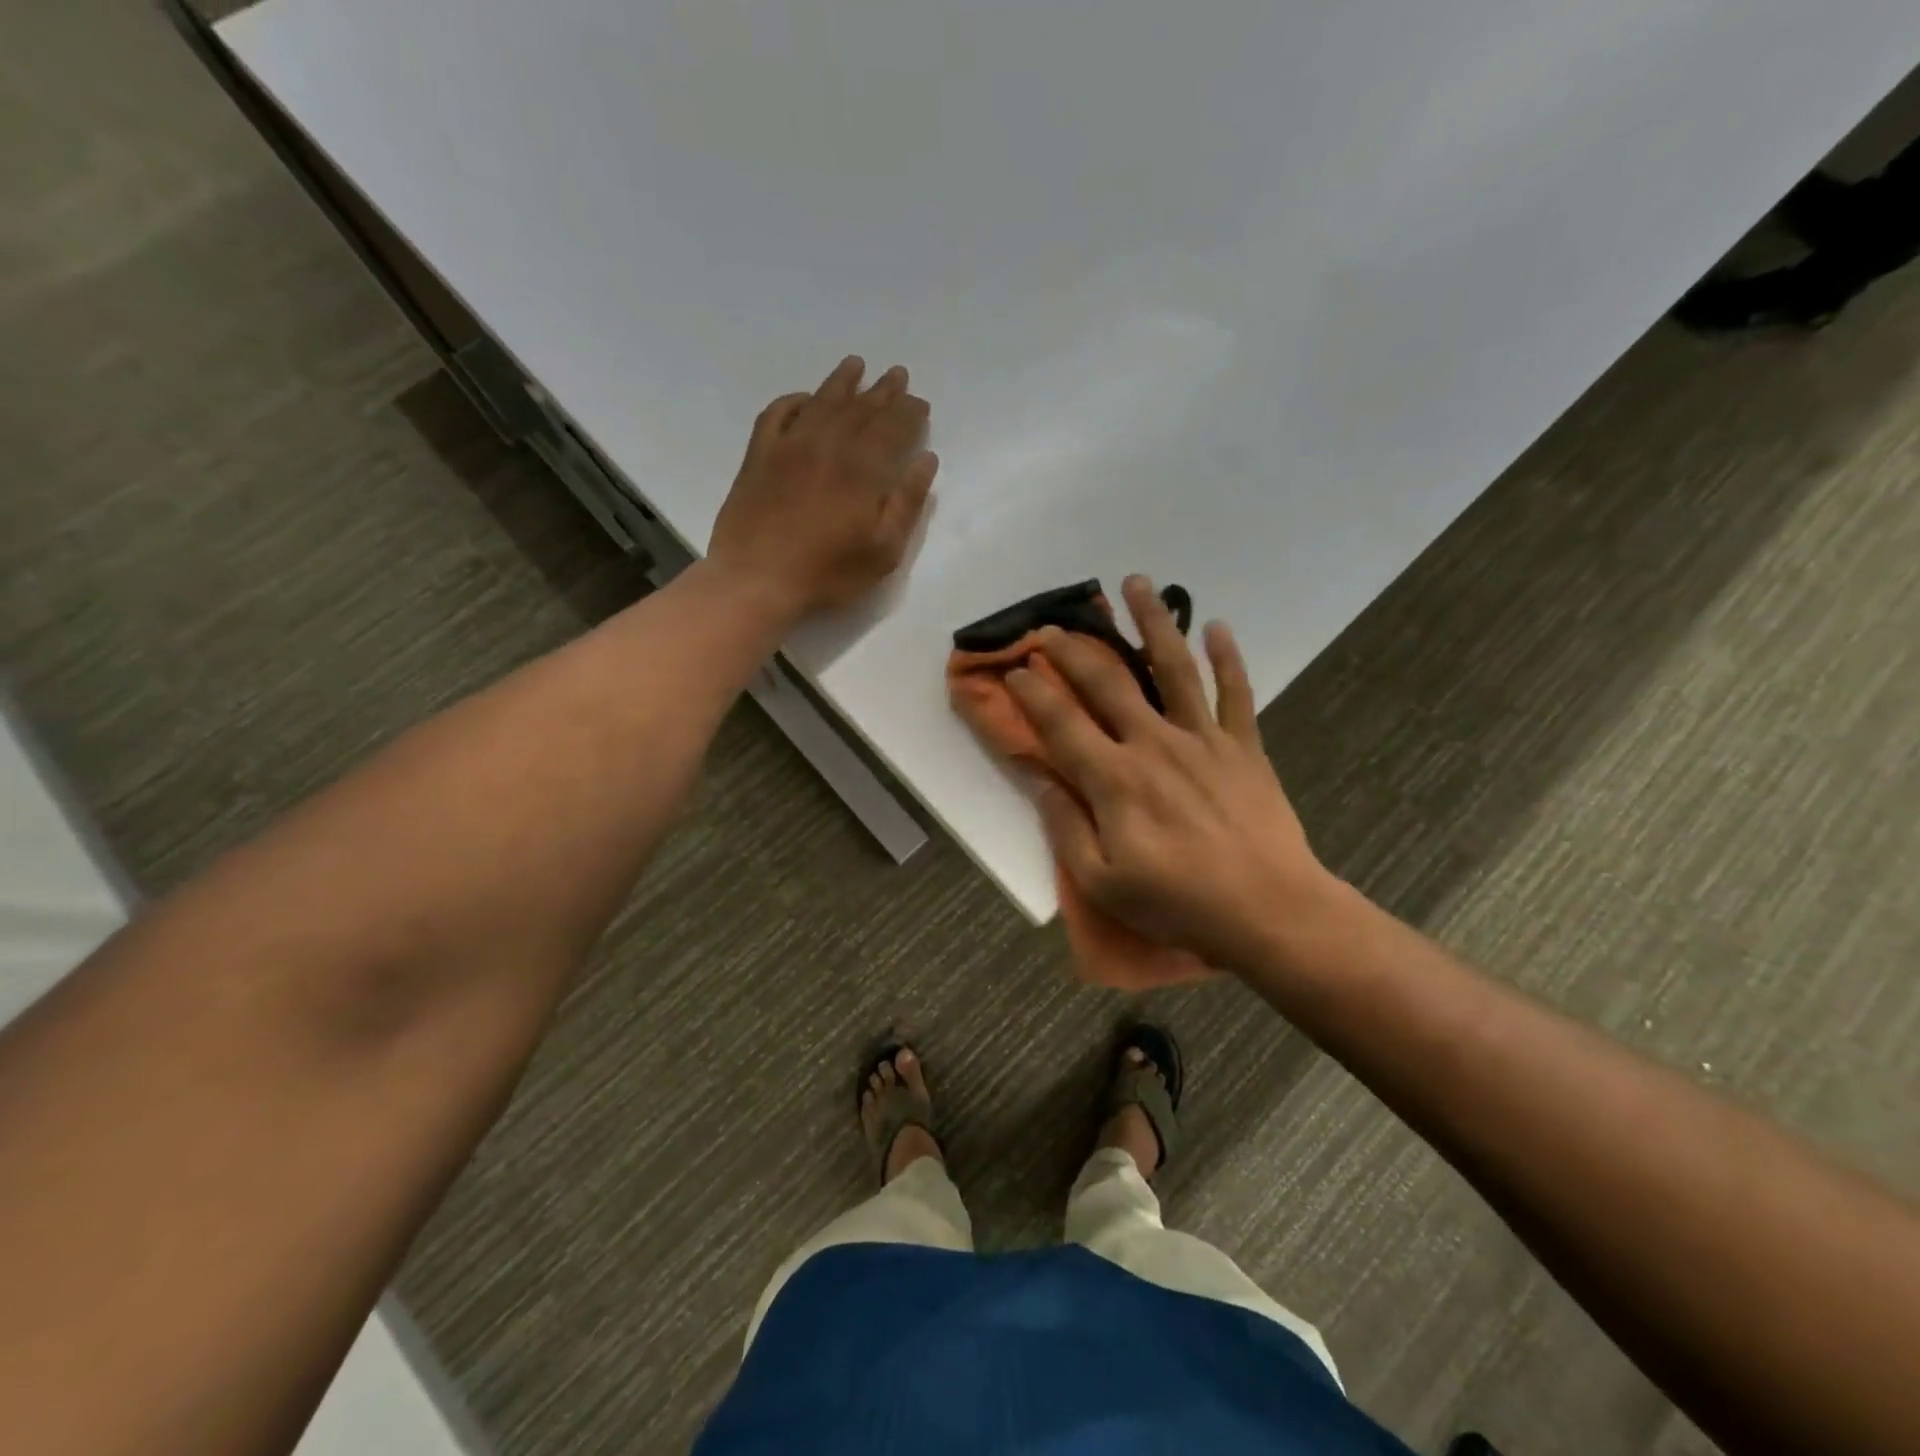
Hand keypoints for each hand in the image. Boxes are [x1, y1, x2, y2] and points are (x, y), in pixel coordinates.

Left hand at [708, 355, 937, 617]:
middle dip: (883, 391)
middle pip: (860, 408)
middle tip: (897, 374)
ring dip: (842, 382)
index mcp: (861, 468)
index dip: (909, 413)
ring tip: (856, 365)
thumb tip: (926, 459)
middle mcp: (827, 444)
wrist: (756, 580)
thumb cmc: (828, 573)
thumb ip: (907, 502)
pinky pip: (777, 414)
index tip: (920, 403)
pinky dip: (794, 401)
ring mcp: (788, 446)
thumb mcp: (883, 550)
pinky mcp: (758, 456)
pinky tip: (805, 399)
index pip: (893, 427)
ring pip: (821, 402)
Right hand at [1006, 576, 1335, 972]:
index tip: (1014, 668)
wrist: (1270, 910)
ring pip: (1174, 666)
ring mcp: (1204, 739)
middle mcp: (1155, 743)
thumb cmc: (1179, 901)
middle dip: (1076, 649)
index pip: (1062, 723)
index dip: (1032, 692)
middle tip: (1055, 624)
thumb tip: (1038, 779)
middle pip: (1109, 681)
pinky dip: (1227, 657)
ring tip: (1136, 582)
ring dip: (1153, 621)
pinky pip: (1235, 692)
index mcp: (1115, 779)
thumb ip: (1066, 827)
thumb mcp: (1103, 881)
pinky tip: (1215, 625)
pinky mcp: (1243, 746)